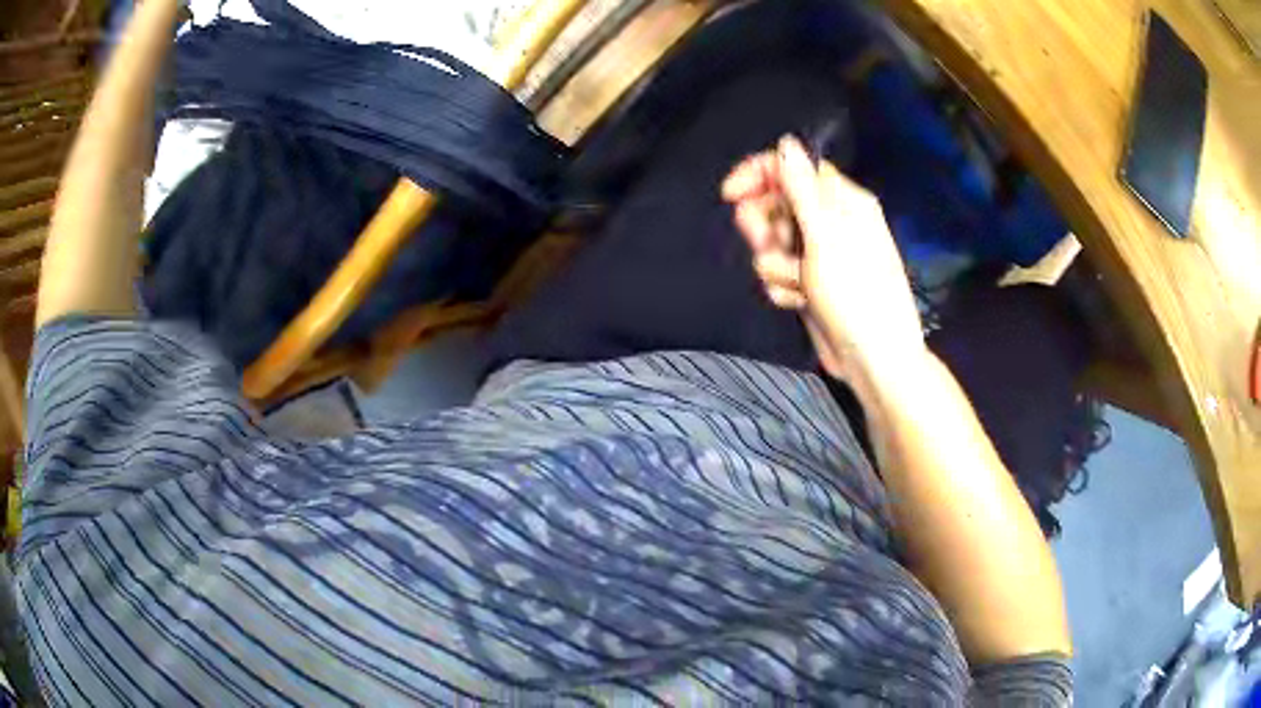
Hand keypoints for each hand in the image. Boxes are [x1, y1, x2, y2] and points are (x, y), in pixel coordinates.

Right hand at [722, 135, 924, 382]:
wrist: (874, 360)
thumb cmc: (856, 294)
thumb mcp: (826, 236)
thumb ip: (801, 188)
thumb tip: (786, 142)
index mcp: (842, 201)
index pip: (793, 169)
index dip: (759, 176)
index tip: (730, 195)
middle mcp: (830, 222)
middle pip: (776, 204)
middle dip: (765, 226)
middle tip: (769, 245)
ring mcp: (818, 255)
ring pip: (772, 243)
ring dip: (776, 265)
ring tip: (797, 284)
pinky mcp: (808, 283)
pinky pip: (778, 272)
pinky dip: (783, 287)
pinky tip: (800, 302)